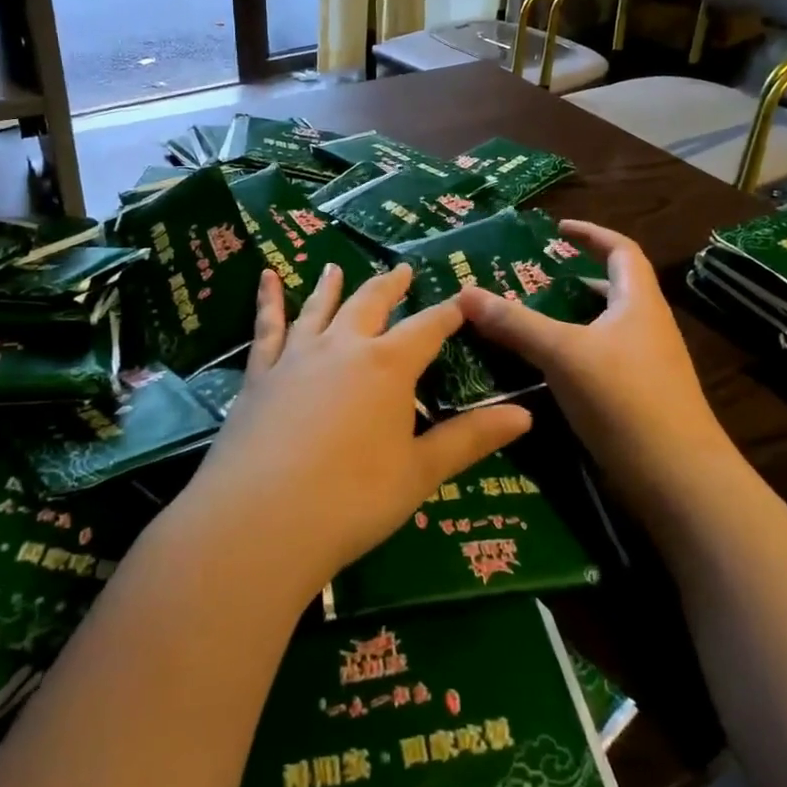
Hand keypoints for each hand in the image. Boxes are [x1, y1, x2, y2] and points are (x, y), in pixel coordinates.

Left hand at [189, 262, 532, 595]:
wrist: (261, 520)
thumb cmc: (353, 499)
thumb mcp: (420, 472)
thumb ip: (471, 439)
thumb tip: (526, 415)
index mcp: (389, 365)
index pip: (428, 327)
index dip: (448, 312)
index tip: (463, 298)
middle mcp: (344, 346)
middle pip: (371, 304)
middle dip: (391, 286)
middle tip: (402, 269)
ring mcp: (297, 356)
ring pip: (320, 308)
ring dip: (332, 286)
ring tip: (335, 266)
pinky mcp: (260, 374)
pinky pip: (266, 328)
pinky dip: (267, 300)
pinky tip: (266, 278)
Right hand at [458, 221, 728, 496]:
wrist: (677, 479)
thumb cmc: (625, 399)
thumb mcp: (563, 353)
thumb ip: (515, 323)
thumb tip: (465, 292)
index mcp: (639, 302)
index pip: (621, 250)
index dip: (592, 233)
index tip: (558, 228)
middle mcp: (646, 327)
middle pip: (612, 289)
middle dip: (574, 279)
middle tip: (530, 280)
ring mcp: (645, 366)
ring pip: (603, 328)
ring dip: (570, 319)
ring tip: (527, 322)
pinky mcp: (637, 399)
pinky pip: (599, 361)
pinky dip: (572, 354)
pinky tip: (544, 371)